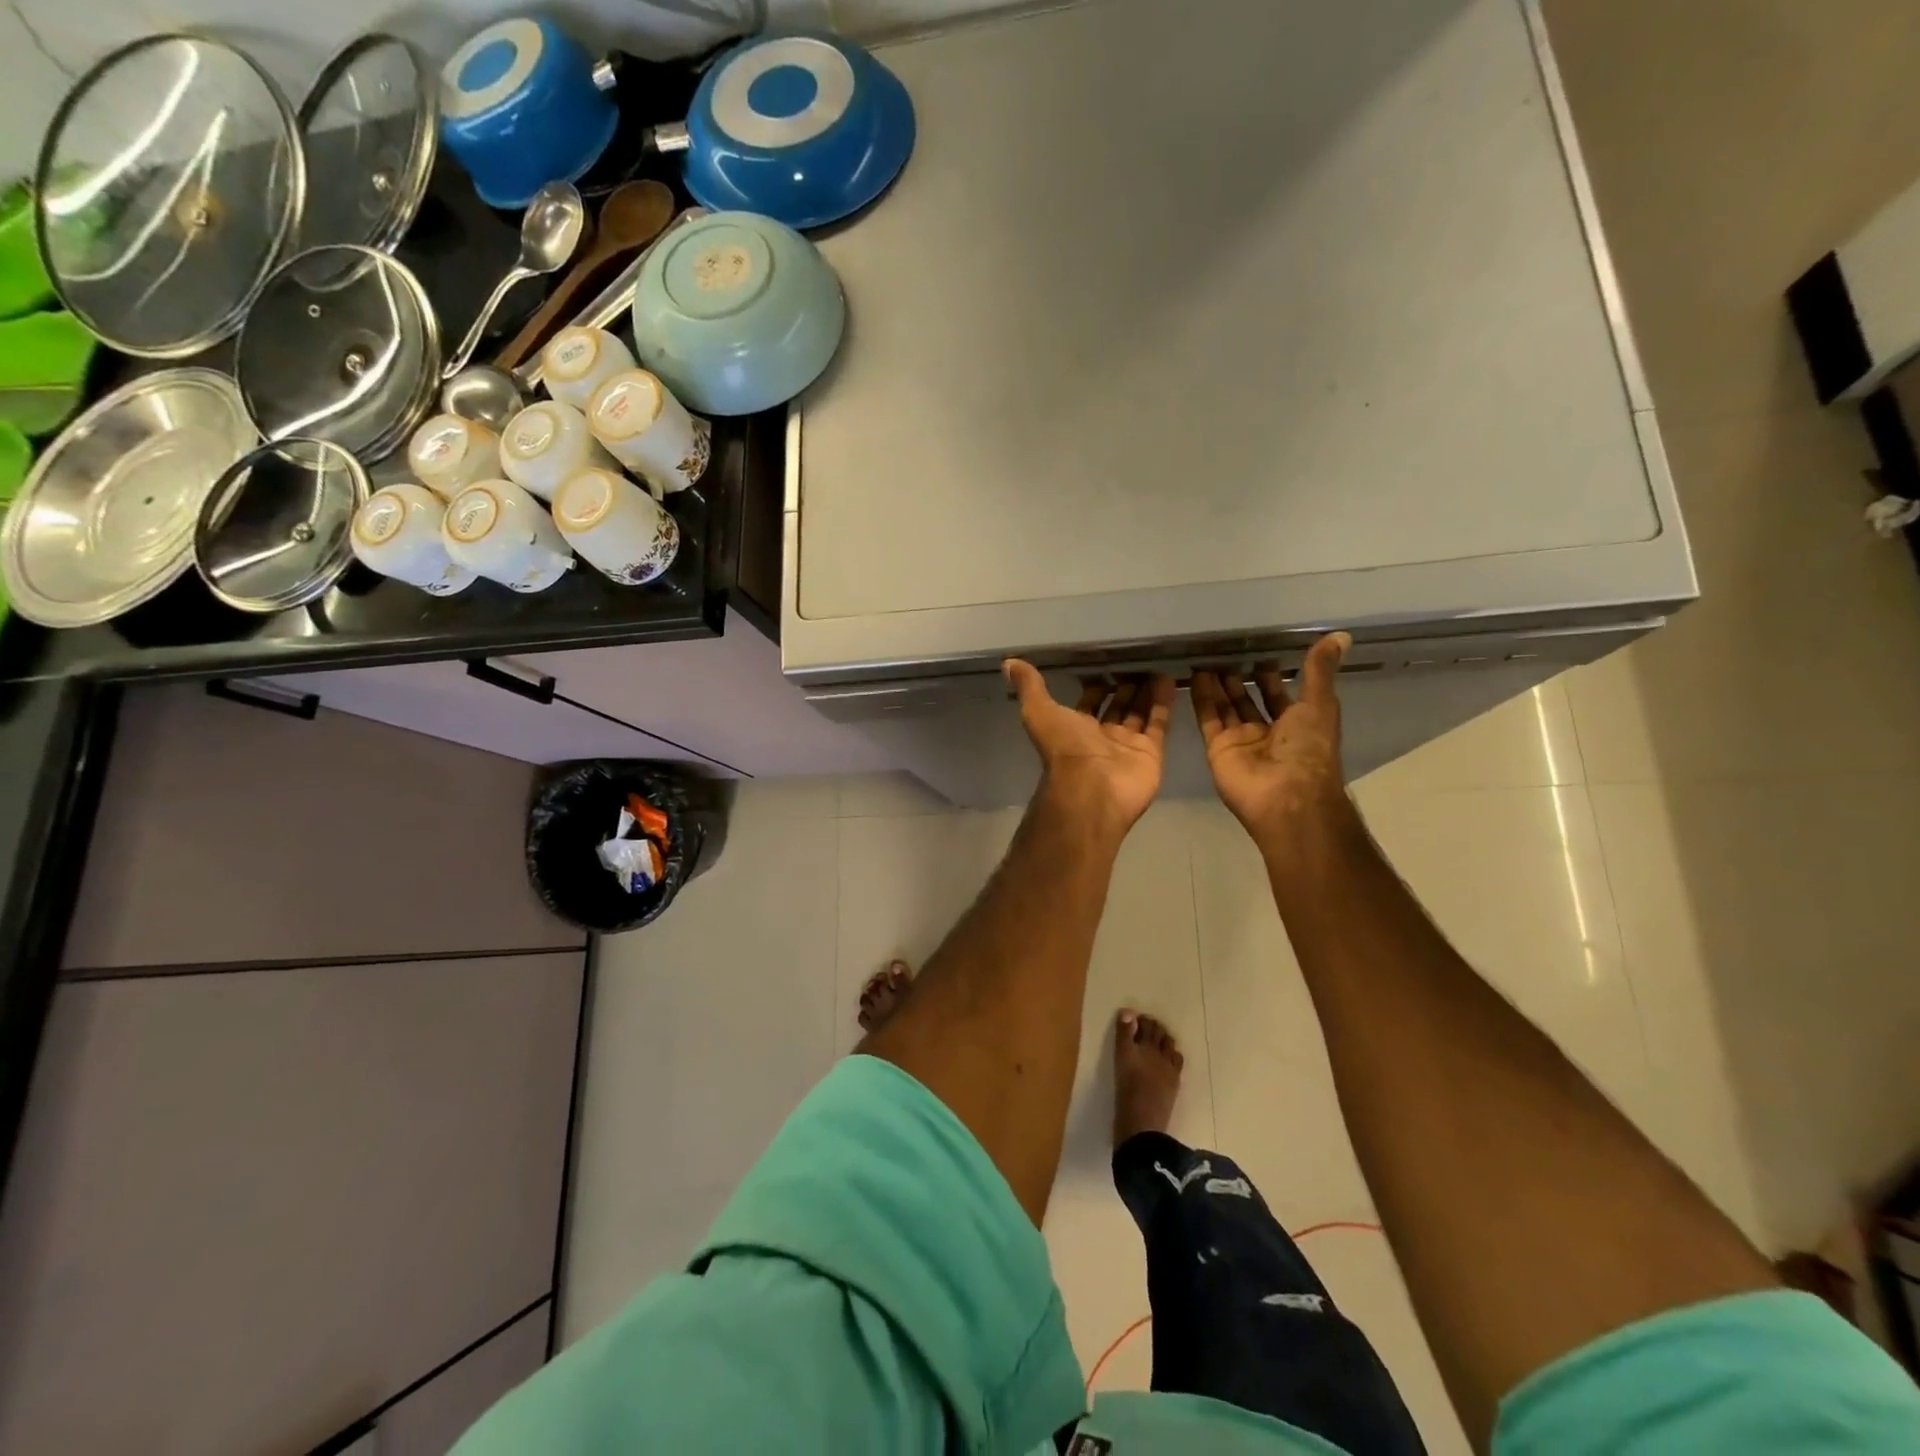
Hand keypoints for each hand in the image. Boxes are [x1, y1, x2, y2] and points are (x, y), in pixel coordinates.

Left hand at [1006, 661, 1174, 834]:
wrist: (1092, 789)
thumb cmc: (1064, 749)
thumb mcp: (1039, 711)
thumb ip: (1029, 687)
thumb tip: (1009, 663)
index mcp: (1073, 729)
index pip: (1087, 703)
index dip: (1094, 686)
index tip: (1106, 661)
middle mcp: (1100, 738)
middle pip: (1116, 707)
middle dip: (1124, 687)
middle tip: (1137, 660)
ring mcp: (1127, 747)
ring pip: (1139, 714)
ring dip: (1146, 692)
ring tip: (1156, 664)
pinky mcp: (1150, 753)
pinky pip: (1158, 724)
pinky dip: (1163, 703)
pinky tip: (1169, 678)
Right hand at [1191, 633, 1351, 844]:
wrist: (1286, 796)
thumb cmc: (1309, 749)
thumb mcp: (1320, 703)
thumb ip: (1320, 670)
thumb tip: (1340, 635)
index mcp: (1297, 724)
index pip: (1278, 694)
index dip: (1269, 674)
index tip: (1257, 650)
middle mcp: (1268, 733)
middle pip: (1248, 701)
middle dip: (1238, 678)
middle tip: (1224, 651)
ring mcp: (1241, 741)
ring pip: (1226, 707)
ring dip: (1217, 685)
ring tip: (1206, 657)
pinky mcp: (1218, 748)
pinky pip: (1208, 719)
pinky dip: (1201, 698)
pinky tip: (1195, 675)